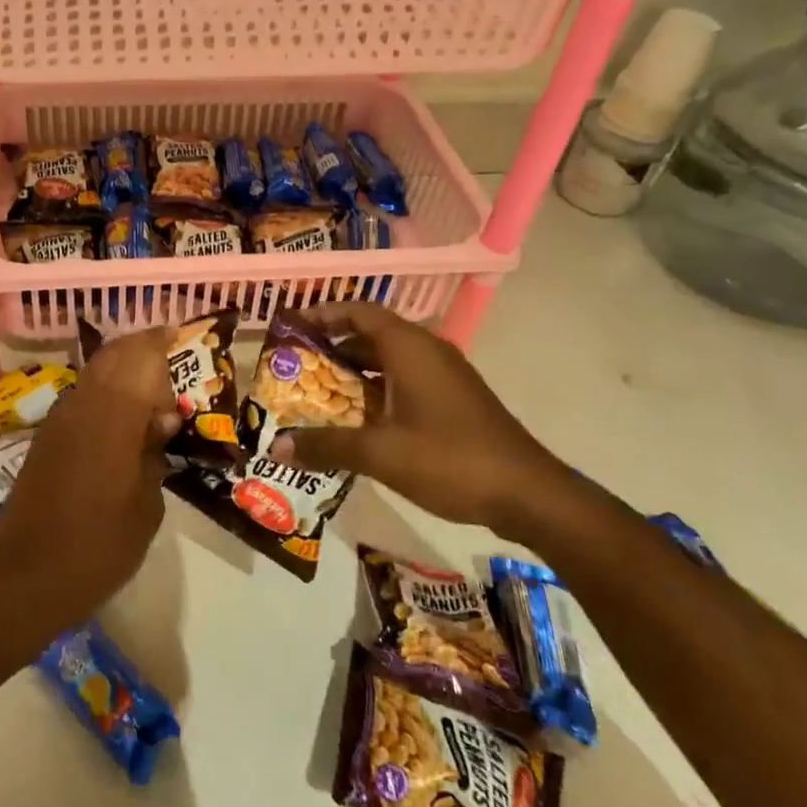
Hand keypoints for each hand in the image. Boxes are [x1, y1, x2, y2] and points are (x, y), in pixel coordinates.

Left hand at [0, 328, 176, 631]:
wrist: (28, 575)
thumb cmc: (100, 545)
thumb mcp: (146, 505)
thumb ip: (154, 453)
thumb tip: (161, 420)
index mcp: (113, 414)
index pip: (139, 355)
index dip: (160, 340)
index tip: (180, 336)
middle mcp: (83, 404)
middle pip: (113, 355)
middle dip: (141, 350)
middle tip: (169, 361)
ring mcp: (59, 419)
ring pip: (94, 374)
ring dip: (122, 371)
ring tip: (150, 392)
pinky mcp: (45, 438)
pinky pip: (81, 398)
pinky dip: (104, 393)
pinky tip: (121, 420)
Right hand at [267, 303, 576, 540]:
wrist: (529, 494)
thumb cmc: (450, 459)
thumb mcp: (380, 453)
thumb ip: (326, 445)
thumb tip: (277, 447)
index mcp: (409, 348)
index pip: (359, 311)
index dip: (323, 314)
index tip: (292, 327)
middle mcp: (428, 351)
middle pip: (371, 334)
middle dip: (332, 346)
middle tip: (296, 366)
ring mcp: (445, 375)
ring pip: (389, 360)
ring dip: (354, 371)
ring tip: (318, 393)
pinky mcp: (455, 399)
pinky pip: (405, 380)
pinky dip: (377, 389)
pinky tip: (359, 420)